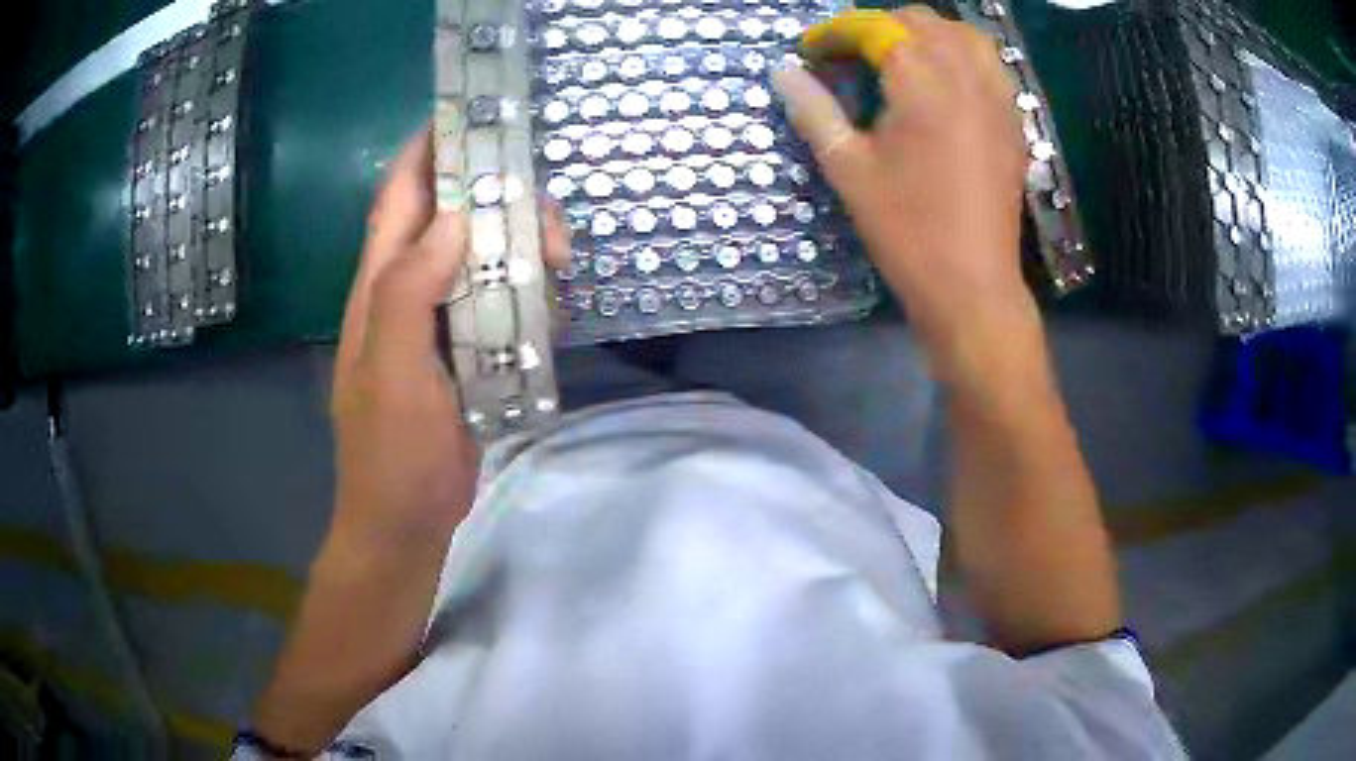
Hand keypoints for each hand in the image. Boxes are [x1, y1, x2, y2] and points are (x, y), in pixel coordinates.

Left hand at [330, 128, 573, 546]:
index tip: (475, 116)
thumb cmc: (391, 453)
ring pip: (484, 256)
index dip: (431, 148)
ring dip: (523, 248)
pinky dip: (530, 292)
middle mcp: (410, 290)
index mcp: (380, 285)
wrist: (405, 521)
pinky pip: (502, 301)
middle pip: (454, 217)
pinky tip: (553, 308)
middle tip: (549, 222)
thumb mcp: (394, 372)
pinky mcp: (468, 350)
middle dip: (500, 202)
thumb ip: (408, 292)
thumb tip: (453, 219)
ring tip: (562, 267)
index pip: (402, 195)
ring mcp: (441, 320)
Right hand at [774, 6, 1033, 373]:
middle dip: (880, 26)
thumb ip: (814, 110)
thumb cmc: (906, 230)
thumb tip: (782, 71)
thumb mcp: (849, 169)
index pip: (876, 28)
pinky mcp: (1013, 123)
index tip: (813, 51)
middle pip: (922, 21)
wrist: (972, 286)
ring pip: (964, 35)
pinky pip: (991, 65)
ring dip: (927, 33)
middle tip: (852, 55)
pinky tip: (945, 81)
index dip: (838, 32)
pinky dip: (962, 56)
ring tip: (901, 58)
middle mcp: (966, 77)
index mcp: (922, 83)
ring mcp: (998, 99)